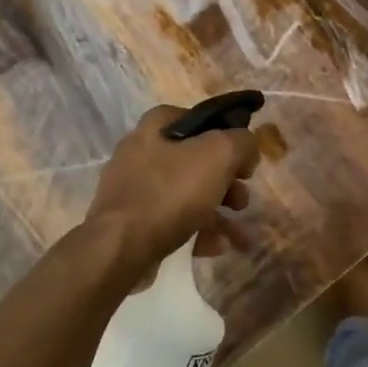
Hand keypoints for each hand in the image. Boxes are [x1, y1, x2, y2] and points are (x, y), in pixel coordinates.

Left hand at [84, 104, 259, 274]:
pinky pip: (172, 220)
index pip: (198, 119)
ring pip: (186, 194)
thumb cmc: (171, 193)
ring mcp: (133, 189)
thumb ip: (241, 142)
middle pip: (195, 160)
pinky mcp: (131, 221)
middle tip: (242, 201)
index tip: (244, 159)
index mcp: (155, 128)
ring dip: (218, 212)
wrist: (120, 247)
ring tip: (240, 236)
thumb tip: (247, 149)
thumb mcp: (218, 155)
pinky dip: (197, 231)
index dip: (226, 135)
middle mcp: (140, 152)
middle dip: (226, 182)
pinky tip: (215, 247)